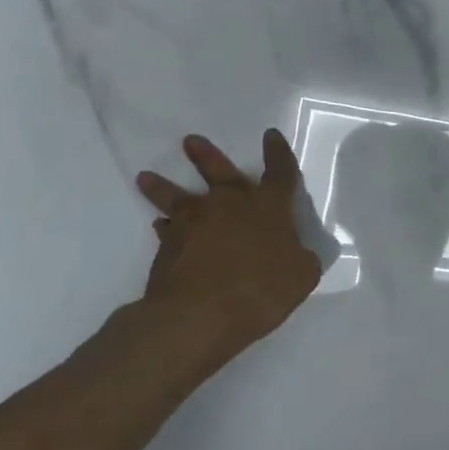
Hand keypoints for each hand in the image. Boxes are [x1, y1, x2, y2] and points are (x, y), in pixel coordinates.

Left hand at [130, 131, 322, 364]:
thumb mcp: (302, 275)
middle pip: (220, 171)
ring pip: (177, 195)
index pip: (280, 172)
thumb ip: (300, 256)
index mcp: (269, 206)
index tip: (271, 136)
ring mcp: (195, 221)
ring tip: (146, 177)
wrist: (200, 314)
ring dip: (163, 185)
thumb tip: (295, 251)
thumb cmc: (261, 290)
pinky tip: (160, 225)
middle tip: (190, 141)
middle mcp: (231, 204)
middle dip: (207, 155)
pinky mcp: (169, 244)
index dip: (278, 153)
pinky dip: (164, 226)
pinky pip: (166, 228)